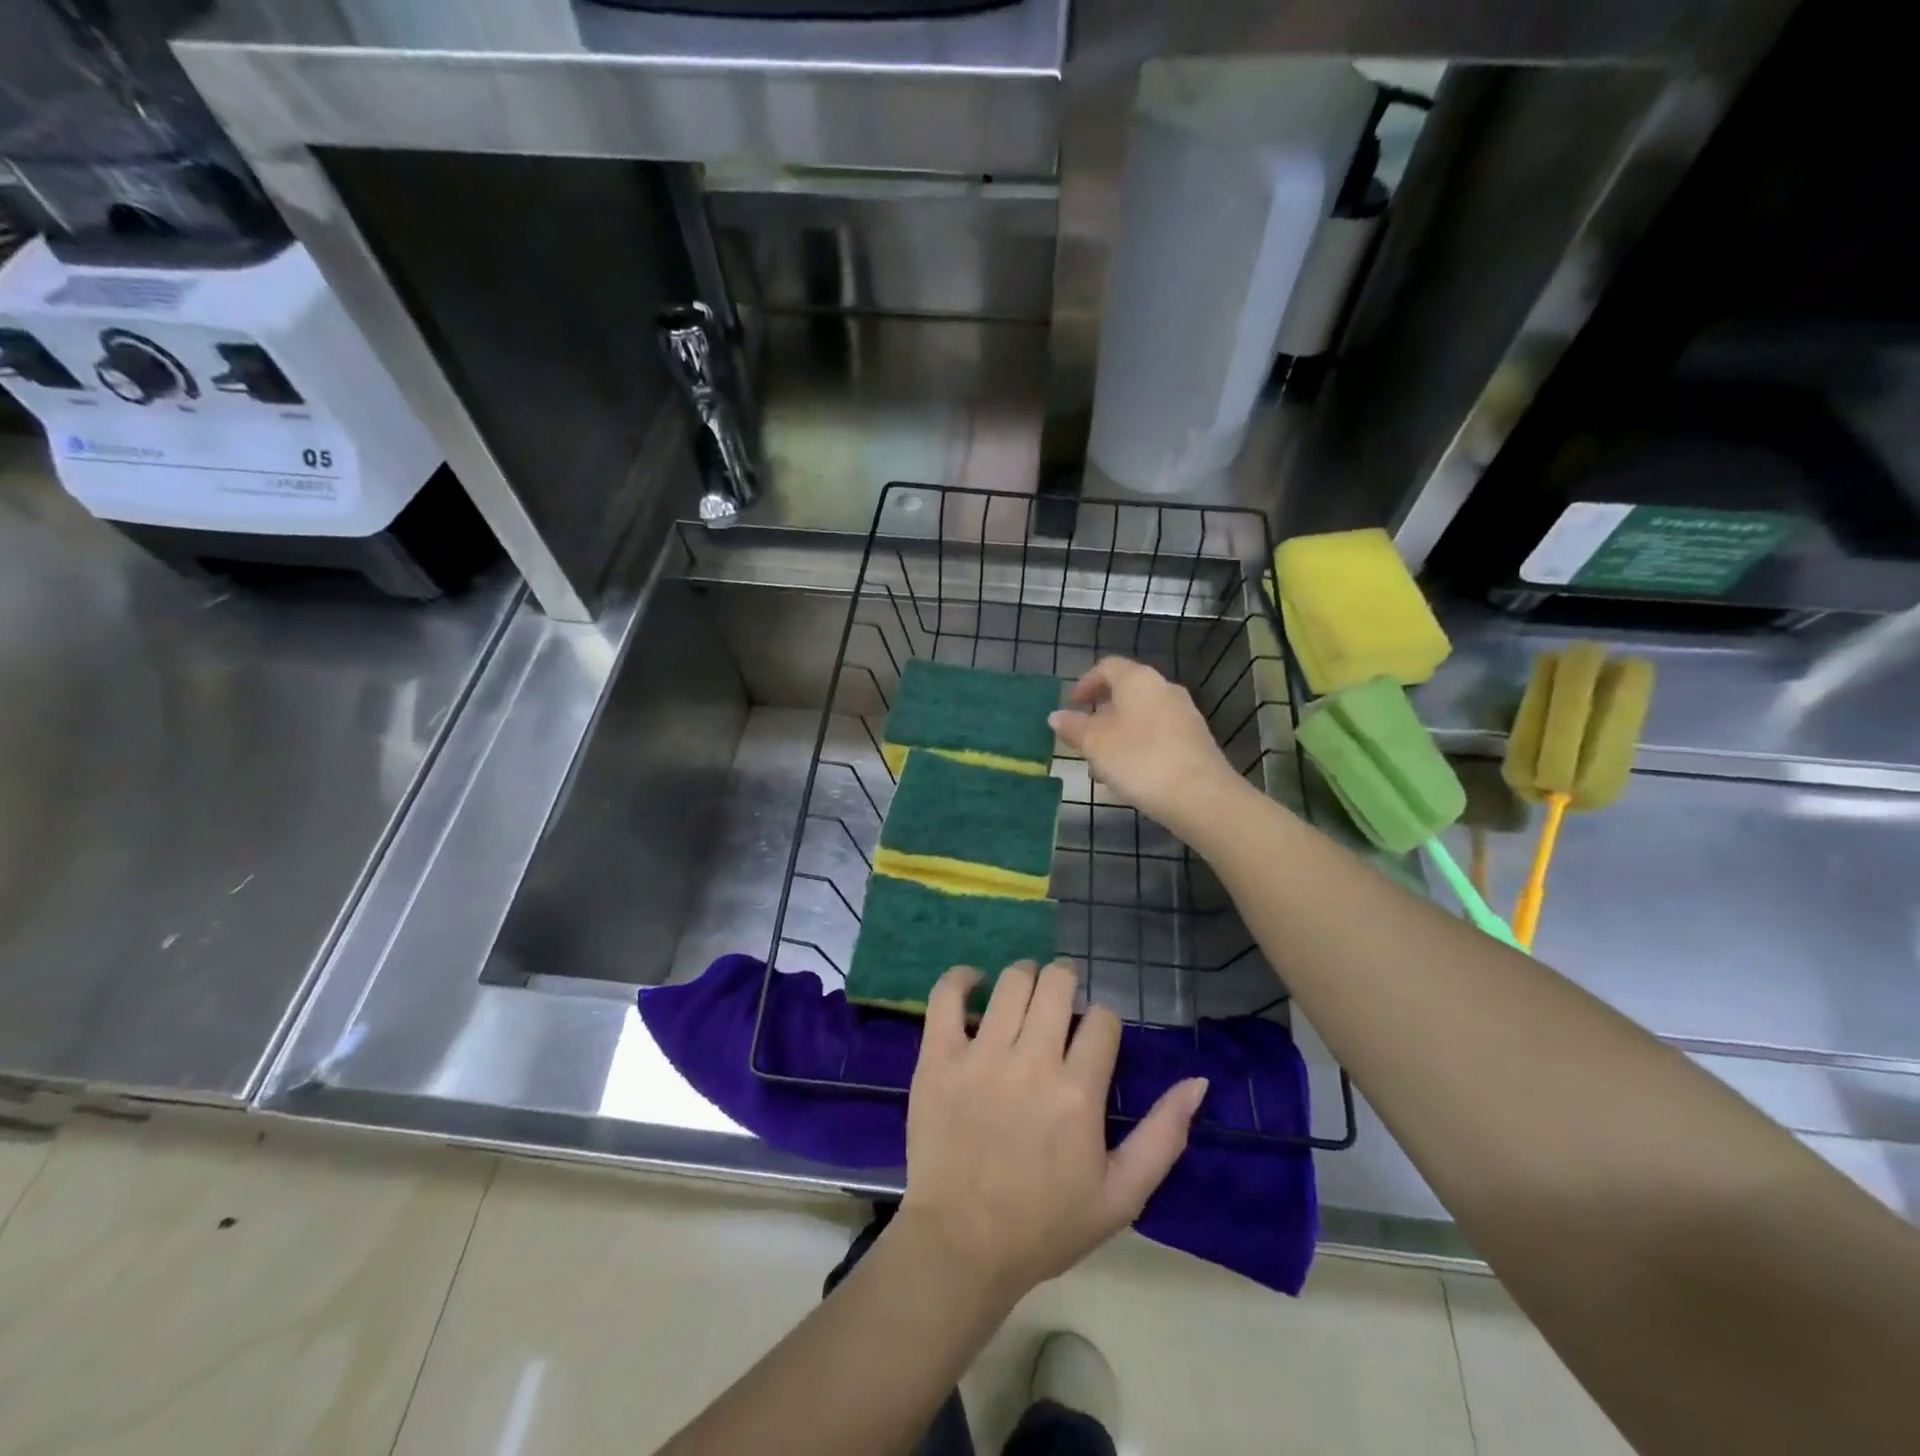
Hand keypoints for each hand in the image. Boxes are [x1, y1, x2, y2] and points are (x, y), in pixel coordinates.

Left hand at [898, 959, 1207, 1300]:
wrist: (962, 1245)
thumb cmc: (1045, 1225)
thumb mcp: (1121, 1195)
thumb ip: (1164, 1136)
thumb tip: (1197, 1082)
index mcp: (1078, 1092)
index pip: (1103, 1020)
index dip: (1103, 1023)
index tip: (1092, 1040)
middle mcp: (1032, 1062)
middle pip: (1057, 983)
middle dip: (1067, 980)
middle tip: (1062, 996)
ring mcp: (980, 1055)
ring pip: (1012, 982)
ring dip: (1026, 975)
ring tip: (1027, 991)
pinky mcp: (938, 1057)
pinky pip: (946, 996)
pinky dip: (961, 977)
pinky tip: (975, 981)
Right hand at [1049, 656, 1249, 839]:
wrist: (1199, 795)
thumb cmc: (1139, 759)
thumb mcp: (1094, 744)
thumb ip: (1073, 727)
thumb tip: (1056, 716)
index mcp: (1138, 680)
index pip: (1107, 667)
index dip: (1085, 683)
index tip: (1071, 705)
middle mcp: (1164, 688)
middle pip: (1126, 693)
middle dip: (1100, 715)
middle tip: (1082, 739)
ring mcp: (1184, 714)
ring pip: (1141, 717)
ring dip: (1118, 735)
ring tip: (1102, 767)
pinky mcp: (1195, 740)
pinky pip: (1158, 735)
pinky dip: (1138, 747)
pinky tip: (1130, 776)